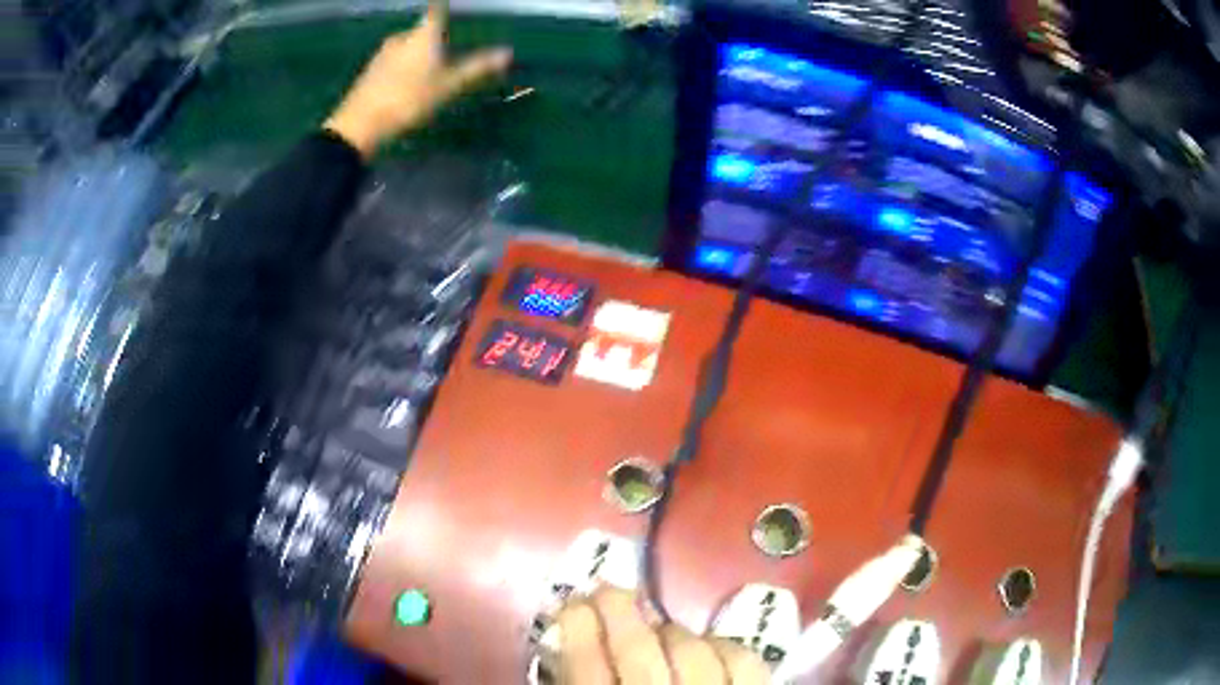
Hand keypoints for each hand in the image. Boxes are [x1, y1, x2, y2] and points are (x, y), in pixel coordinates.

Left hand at [323, 0, 511, 157]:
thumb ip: (477, 68)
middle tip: (450, 48)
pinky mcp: (370, 71)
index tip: (454, 8)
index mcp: (422, 34)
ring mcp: (382, 53)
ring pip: (407, 45)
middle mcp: (401, 37)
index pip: (437, 10)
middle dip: (435, 36)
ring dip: (419, 52)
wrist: (359, 126)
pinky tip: (408, 83)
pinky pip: (394, 60)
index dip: (446, 7)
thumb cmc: (408, 100)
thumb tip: (507, 53)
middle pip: (422, 29)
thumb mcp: (448, 86)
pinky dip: (404, 66)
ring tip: (431, 69)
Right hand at [546, 587, 770, 683]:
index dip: (577, 630)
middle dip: (617, 612)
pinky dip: (724, 646)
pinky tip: (708, 645)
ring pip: (692, 650)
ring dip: (669, 630)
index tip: (569, 604)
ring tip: (656, 626)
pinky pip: (744, 662)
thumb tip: (570, 653)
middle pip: (638, 651)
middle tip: (606, 589)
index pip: (586, 671)